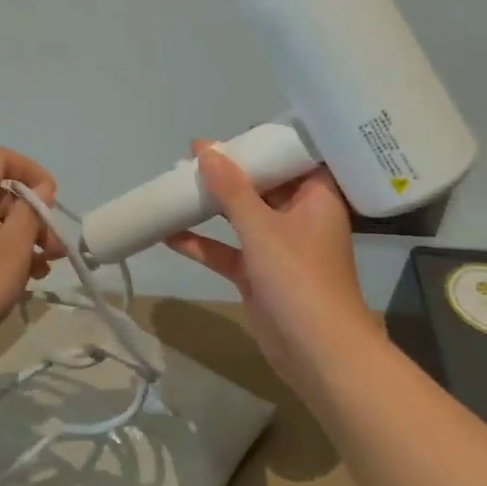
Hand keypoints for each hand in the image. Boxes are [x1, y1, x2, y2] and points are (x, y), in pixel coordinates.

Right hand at [165, 140, 379, 379]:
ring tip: (176, 182)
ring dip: (212, 205)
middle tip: (192, 153)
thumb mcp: (262, 229)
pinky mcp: (259, 275)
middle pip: (262, 185)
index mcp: (316, 197)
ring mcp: (278, 248)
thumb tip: (206, 149)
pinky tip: (168, 232)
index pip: (293, 157)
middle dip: (229, 171)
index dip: (264, 143)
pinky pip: (228, 250)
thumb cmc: (299, 279)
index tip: (231, 132)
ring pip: (241, 217)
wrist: (318, 354)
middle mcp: (299, 217)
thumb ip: (232, 190)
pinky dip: (202, 243)